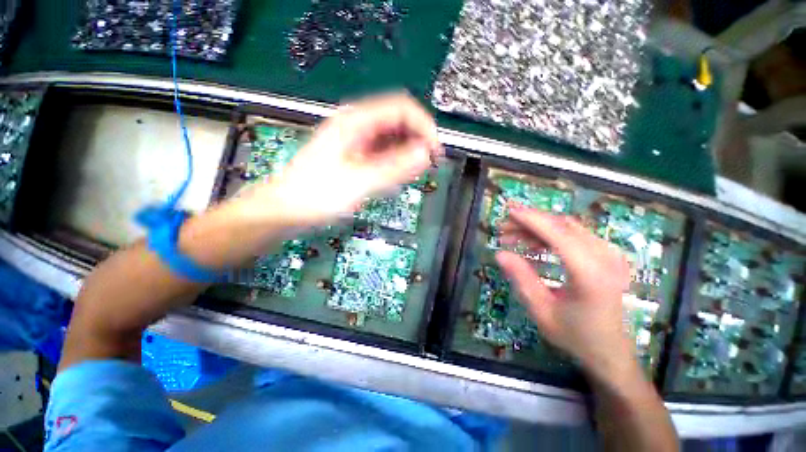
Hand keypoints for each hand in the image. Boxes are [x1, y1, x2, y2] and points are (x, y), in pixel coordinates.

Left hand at [240, 93, 440, 226]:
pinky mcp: (355, 155)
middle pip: (398, 121)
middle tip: (429, 165)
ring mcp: (355, 140)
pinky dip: (396, 161)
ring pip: (391, 137)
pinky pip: (383, 151)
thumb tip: (426, 154)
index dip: (424, 126)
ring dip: (408, 151)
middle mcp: (357, 125)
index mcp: (355, 121)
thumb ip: (394, 167)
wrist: (285, 210)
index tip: (436, 152)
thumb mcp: (359, 182)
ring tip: (415, 173)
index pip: (401, 108)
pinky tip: (398, 175)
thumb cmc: (317, 196)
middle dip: (418, 139)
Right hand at [495, 207, 635, 378]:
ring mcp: (610, 255)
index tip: (508, 212)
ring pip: (568, 227)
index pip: (558, 234)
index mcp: (590, 274)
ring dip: (538, 227)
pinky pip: (575, 235)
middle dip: (530, 221)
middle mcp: (605, 258)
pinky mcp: (607, 256)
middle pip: (563, 225)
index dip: (531, 219)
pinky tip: (533, 244)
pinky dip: (550, 234)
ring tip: (513, 236)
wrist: (610, 352)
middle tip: (504, 228)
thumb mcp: (541, 310)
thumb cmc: (575, 336)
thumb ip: (521, 278)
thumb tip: (500, 254)